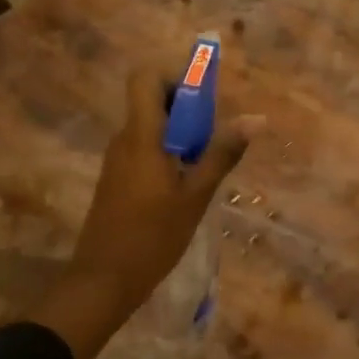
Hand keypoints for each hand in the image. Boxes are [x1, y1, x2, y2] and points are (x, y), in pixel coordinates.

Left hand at [34, 66, 256, 358]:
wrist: (103, 281)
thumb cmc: (153, 236)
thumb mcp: (196, 195)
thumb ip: (222, 154)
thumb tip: (255, 118)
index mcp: (141, 135)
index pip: (145, 78)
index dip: (175, 77)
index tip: (204, 101)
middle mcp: (124, 139)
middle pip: (152, 101)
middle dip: (187, 109)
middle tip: (213, 139)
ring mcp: (117, 160)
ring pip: (151, 127)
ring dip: (180, 135)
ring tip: (204, 167)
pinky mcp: (117, 179)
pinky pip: (145, 149)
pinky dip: (168, 155)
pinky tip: (185, 187)